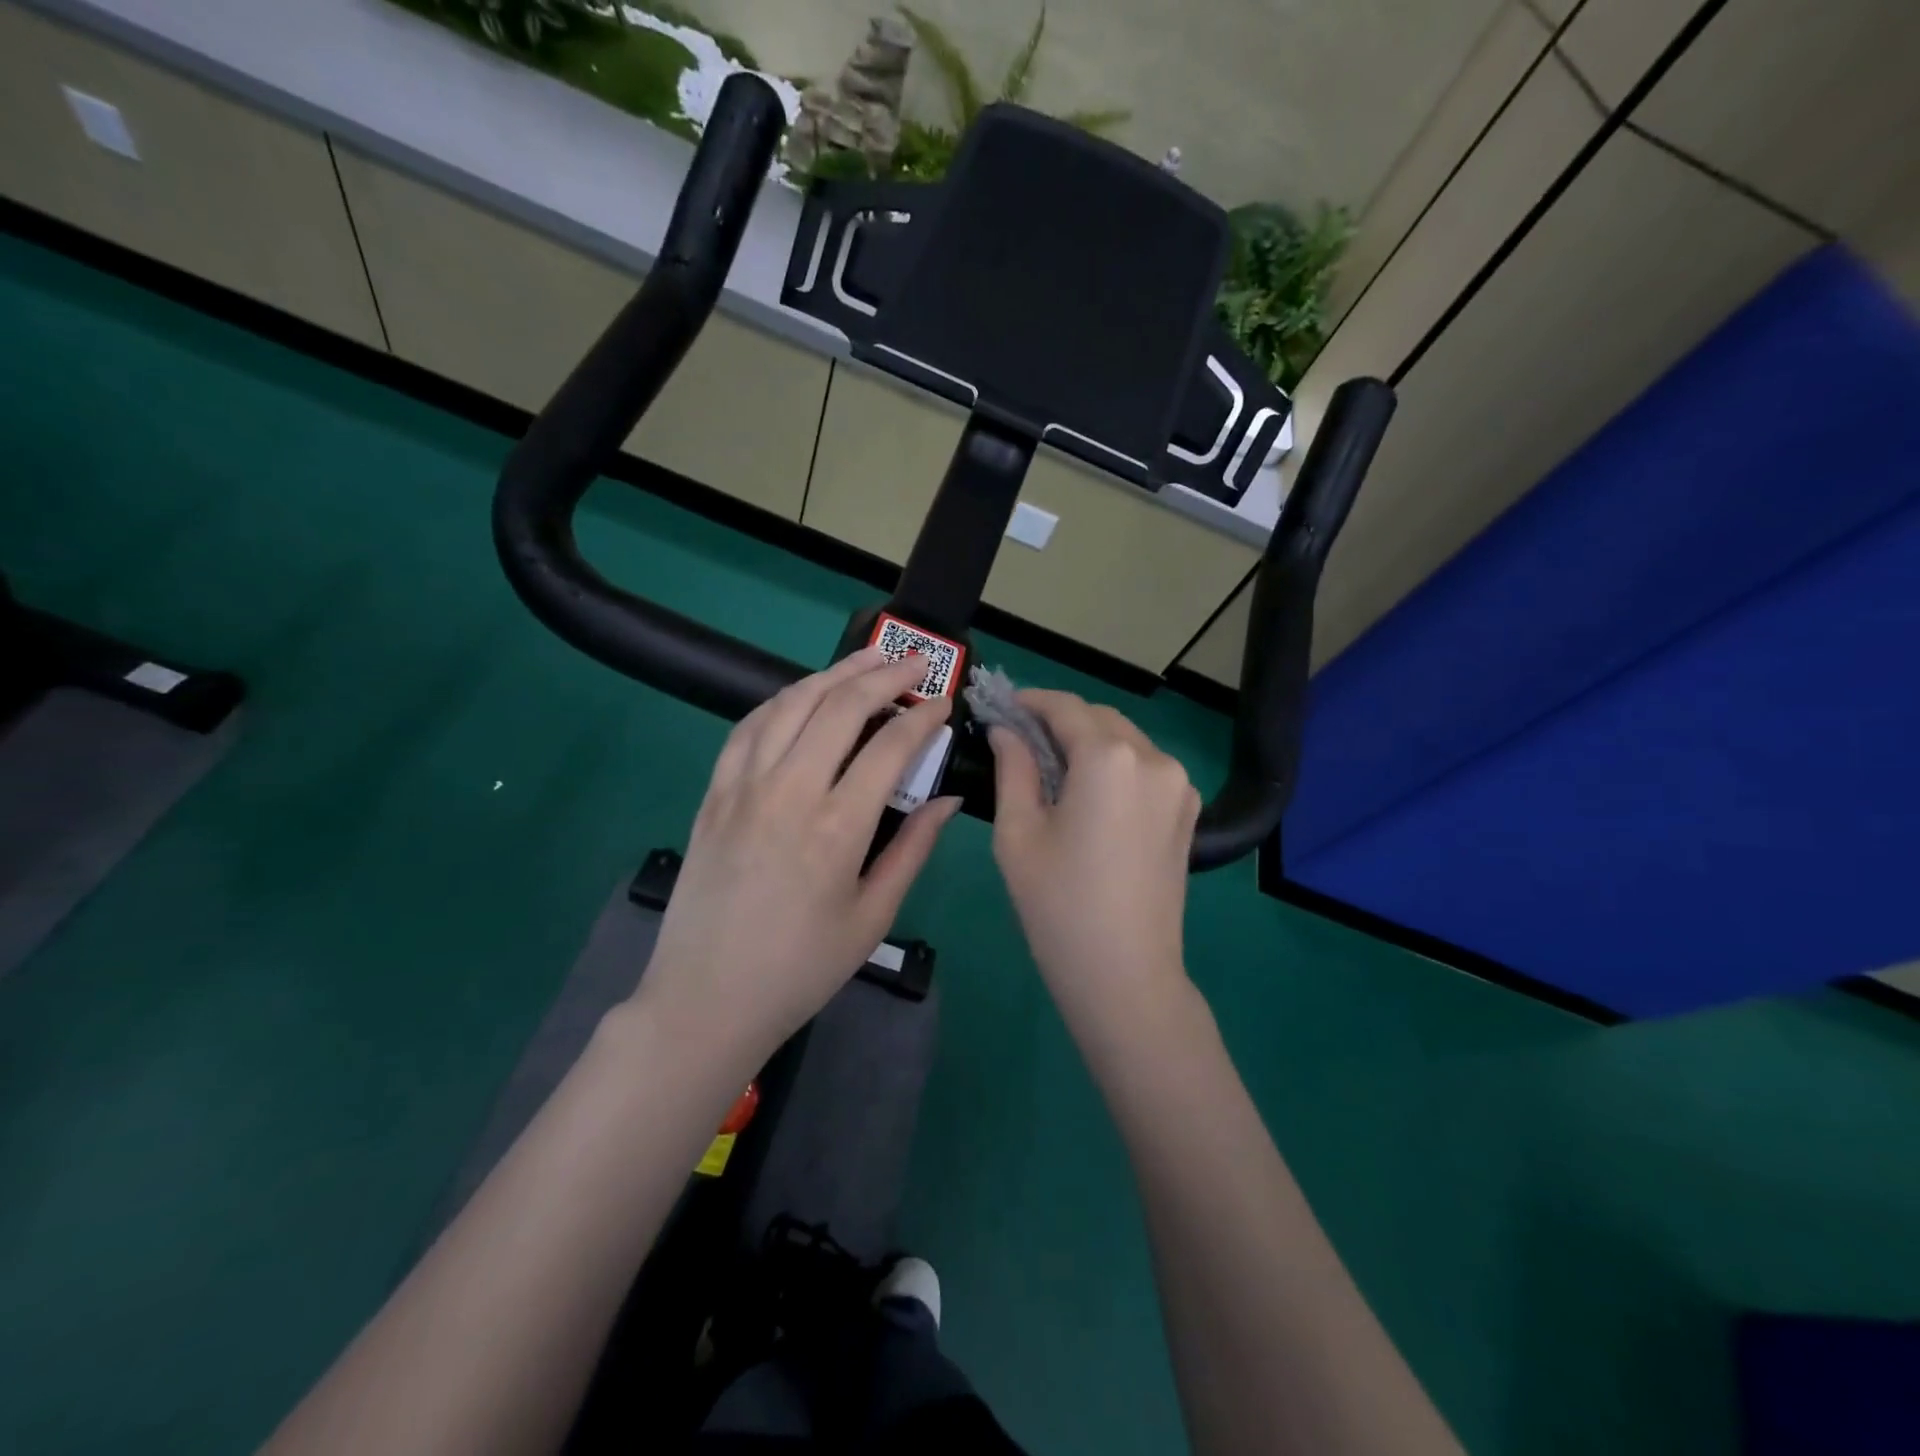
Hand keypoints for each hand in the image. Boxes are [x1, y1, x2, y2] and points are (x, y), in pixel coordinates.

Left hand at [636, 648, 960, 1063]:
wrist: (705, 1000)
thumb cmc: (800, 969)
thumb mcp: (872, 917)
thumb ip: (913, 849)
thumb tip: (947, 799)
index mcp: (837, 828)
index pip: (889, 747)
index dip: (922, 717)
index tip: (942, 703)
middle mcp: (788, 792)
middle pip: (840, 708)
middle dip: (883, 674)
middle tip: (914, 662)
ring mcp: (743, 787)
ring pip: (790, 704)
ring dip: (833, 674)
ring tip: (866, 658)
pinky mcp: (713, 794)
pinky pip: (748, 728)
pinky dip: (781, 700)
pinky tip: (802, 695)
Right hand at [988, 691, 1199, 1025]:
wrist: (1125, 974)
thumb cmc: (1057, 904)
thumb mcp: (1018, 832)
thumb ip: (1013, 768)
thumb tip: (1005, 731)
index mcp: (1109, 758)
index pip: (1066, 707)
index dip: (1032, 701)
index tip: (1004, 705)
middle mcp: (1153, 758)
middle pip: (1100, 718)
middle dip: (1060, 719)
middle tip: (1021, 737)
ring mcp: (1179, 784)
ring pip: (1126, 740)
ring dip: (1090, 739)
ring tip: (1053, 764)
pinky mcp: (1188, 811)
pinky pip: (1147, 767)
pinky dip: (1116, 763)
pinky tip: (1090, 790)